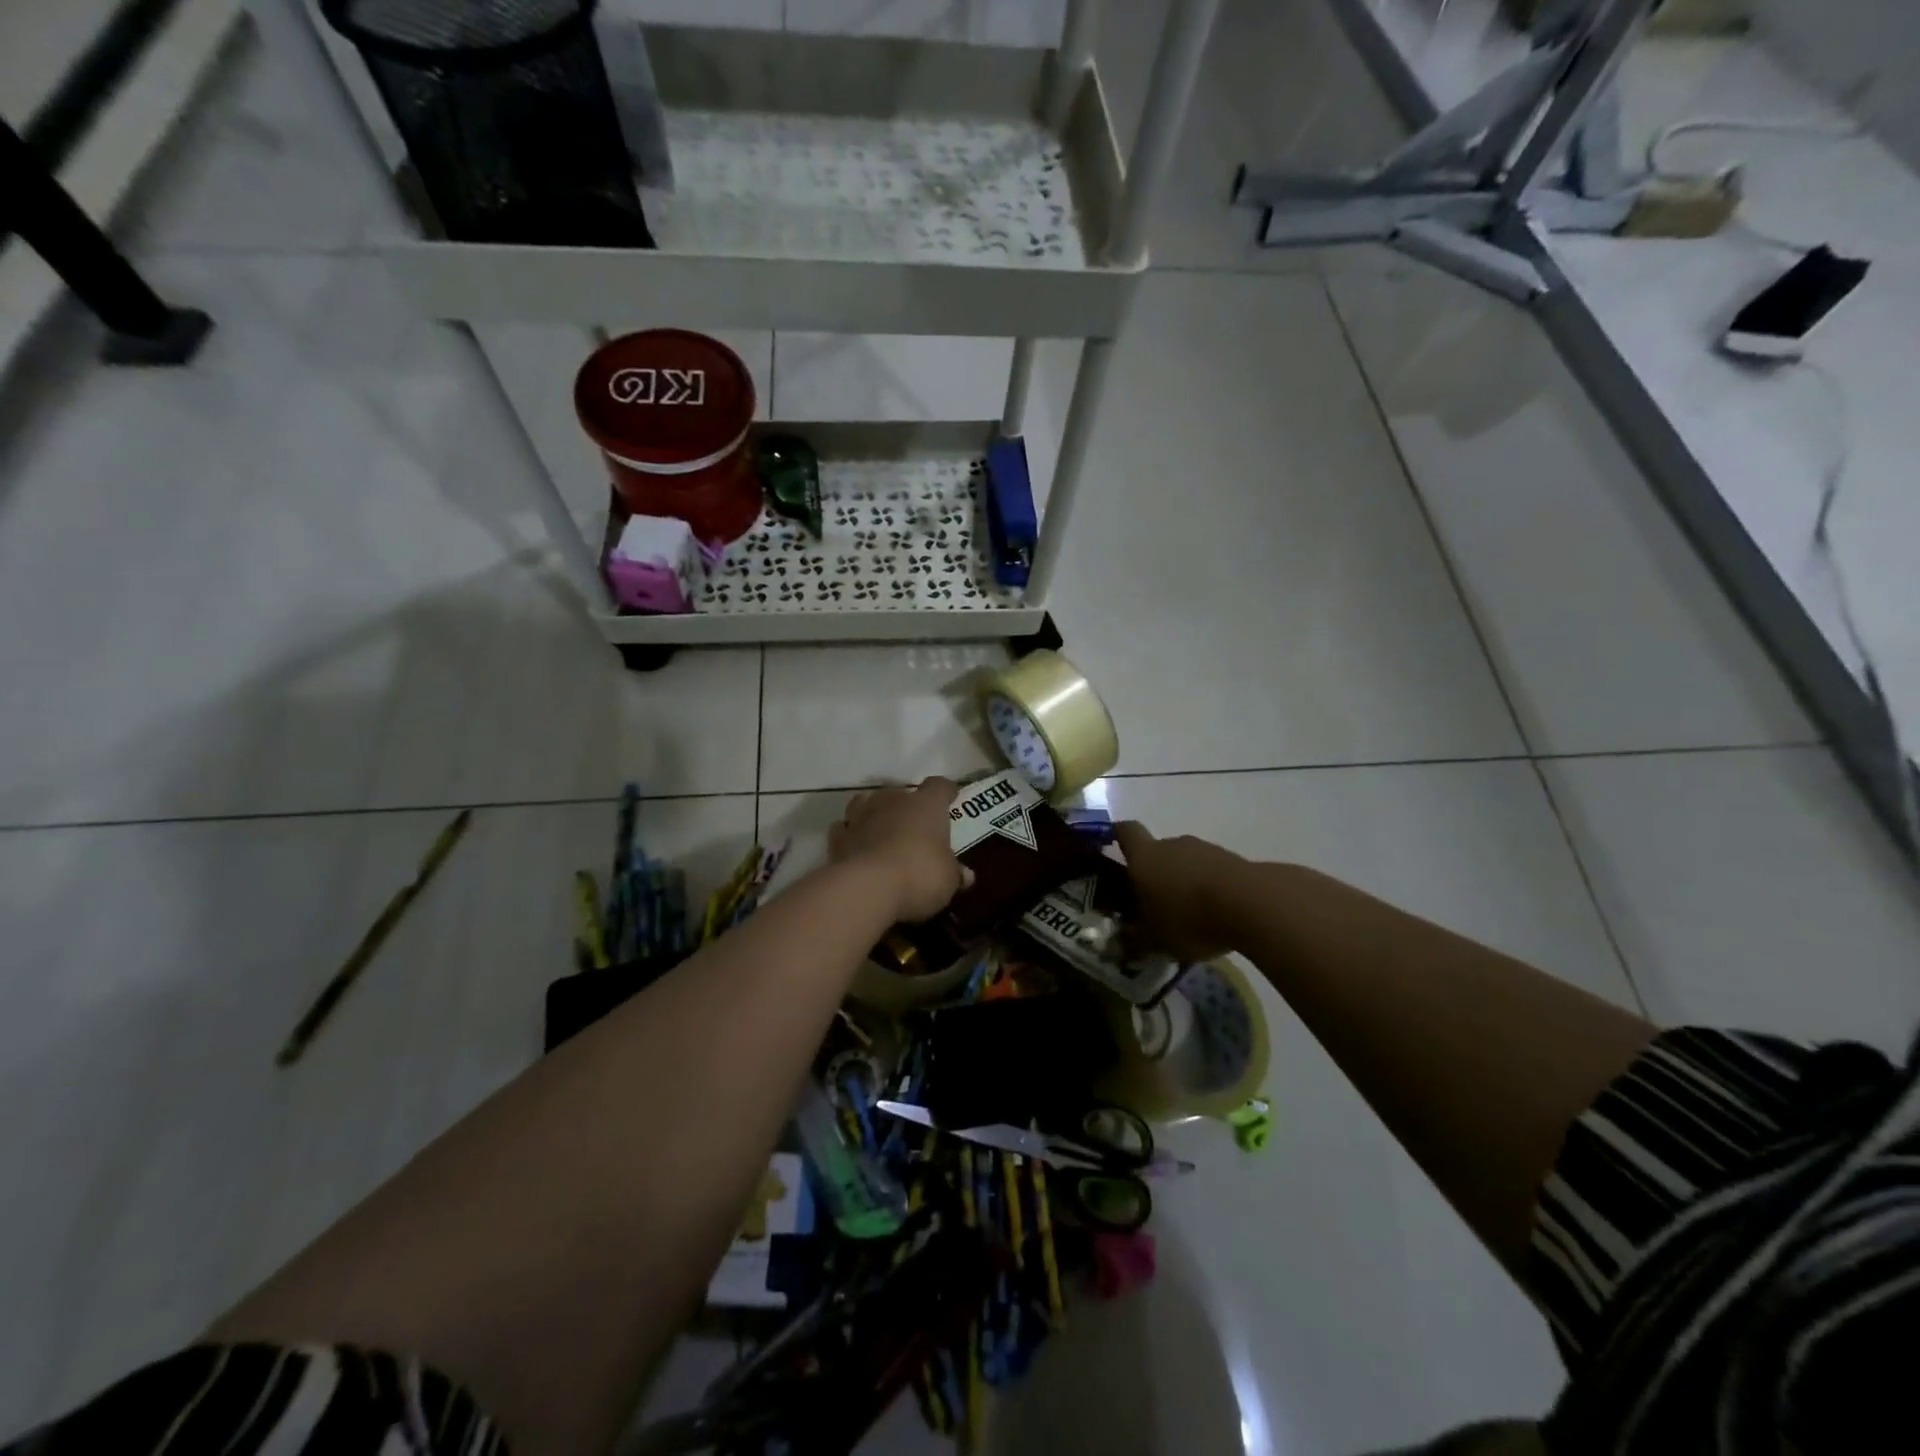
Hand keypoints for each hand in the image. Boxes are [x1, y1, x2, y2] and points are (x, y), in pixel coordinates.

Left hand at [829, 777, 973, 922]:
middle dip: (906, 807)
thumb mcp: (947, 880)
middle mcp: (893, 801)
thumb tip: (965, 875)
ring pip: (866, 802)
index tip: (950, 797)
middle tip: (914, 827)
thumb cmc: (920, 875)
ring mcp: (861, 816)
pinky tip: (856, 847)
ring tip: (880, 829)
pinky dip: (851, 835)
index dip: (945, 792)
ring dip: (874, 813)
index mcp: (926, 805)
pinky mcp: (838, 838)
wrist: (867, 887)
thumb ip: (954, 873)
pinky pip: (845, 829)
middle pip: (900, 793)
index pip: (939, 786)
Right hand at [1114, 822, 1248, 963]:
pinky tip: (1218, 915)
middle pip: (1158, 851)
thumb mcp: (1156, 940)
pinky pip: (1214, 872)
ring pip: (1187, 862)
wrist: (1252, 904)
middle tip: (1156, 904)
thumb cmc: (1189, 917)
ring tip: (1191, 916)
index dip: (1117, 835)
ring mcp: (1206, 849)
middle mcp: (1172, 844)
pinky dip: (1212, 889)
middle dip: (1156, 874)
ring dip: (1186, 882)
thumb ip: (1136, 940)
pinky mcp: (1235, 860)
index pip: (1125, 832)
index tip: (1113, 846)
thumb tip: (1121, 944)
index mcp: (1144, 856)